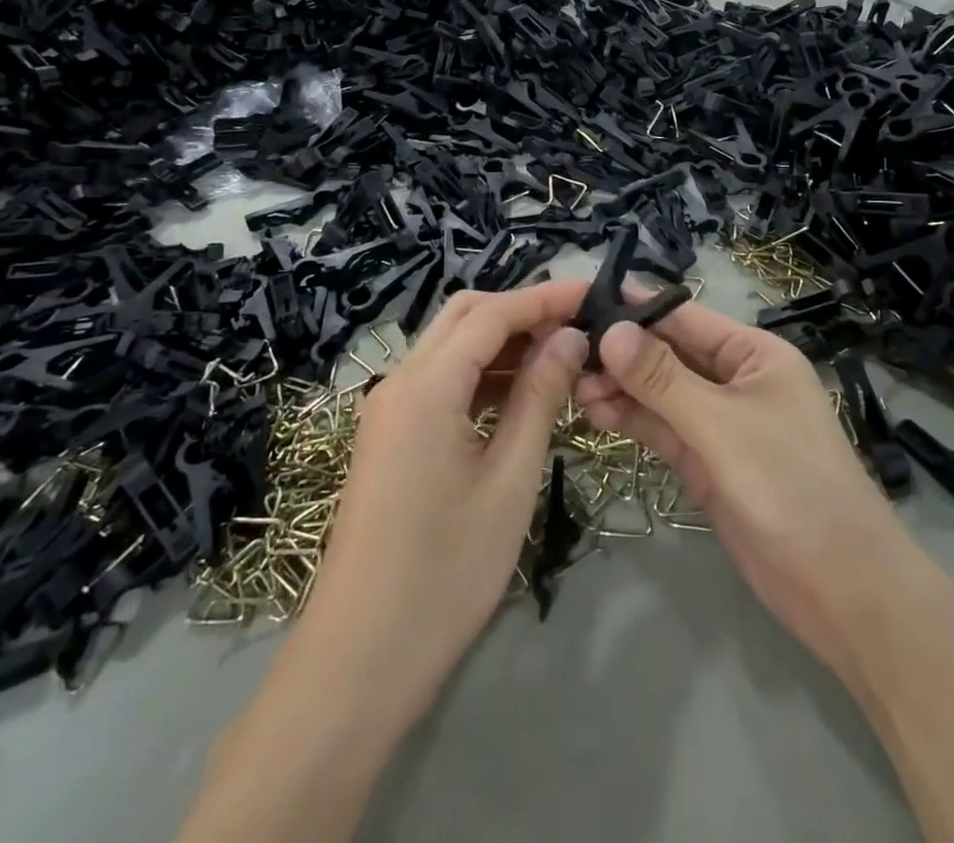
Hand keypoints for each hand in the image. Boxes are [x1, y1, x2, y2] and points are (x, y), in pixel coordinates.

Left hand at [301, 281, 589, 716]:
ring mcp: (389, 410)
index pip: (492, 313)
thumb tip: (569, 338)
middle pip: (464, 316)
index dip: (544, 298)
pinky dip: (482, 374)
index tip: (593, 293)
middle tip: (577, 324)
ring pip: (451, 347)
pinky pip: (440, 382)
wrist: (359, 659)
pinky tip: (521, 393)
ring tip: (561, 355)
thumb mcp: (510, 479)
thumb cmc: (446, 572)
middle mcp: (399, 382)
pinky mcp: (390, 437)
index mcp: (425, 385)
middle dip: (521, 310)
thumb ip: (539, 397)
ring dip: (502, 341)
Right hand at [574, 301, 912, 685]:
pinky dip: (633, 419)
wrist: (842, 591)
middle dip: (621, 353)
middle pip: (669, 354)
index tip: (579, 301)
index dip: (635, 308)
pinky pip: (664, 429)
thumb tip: (611, 330)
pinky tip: (596, 411)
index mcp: (754, 354)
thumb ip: (663, 379)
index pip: (685, 317)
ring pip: (661, 393)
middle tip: (565, 354)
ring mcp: (721, 423)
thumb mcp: (722, 426)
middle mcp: (736, 380)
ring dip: (621, 387)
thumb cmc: (790, 487)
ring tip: (572, 386)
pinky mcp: (708, 463)